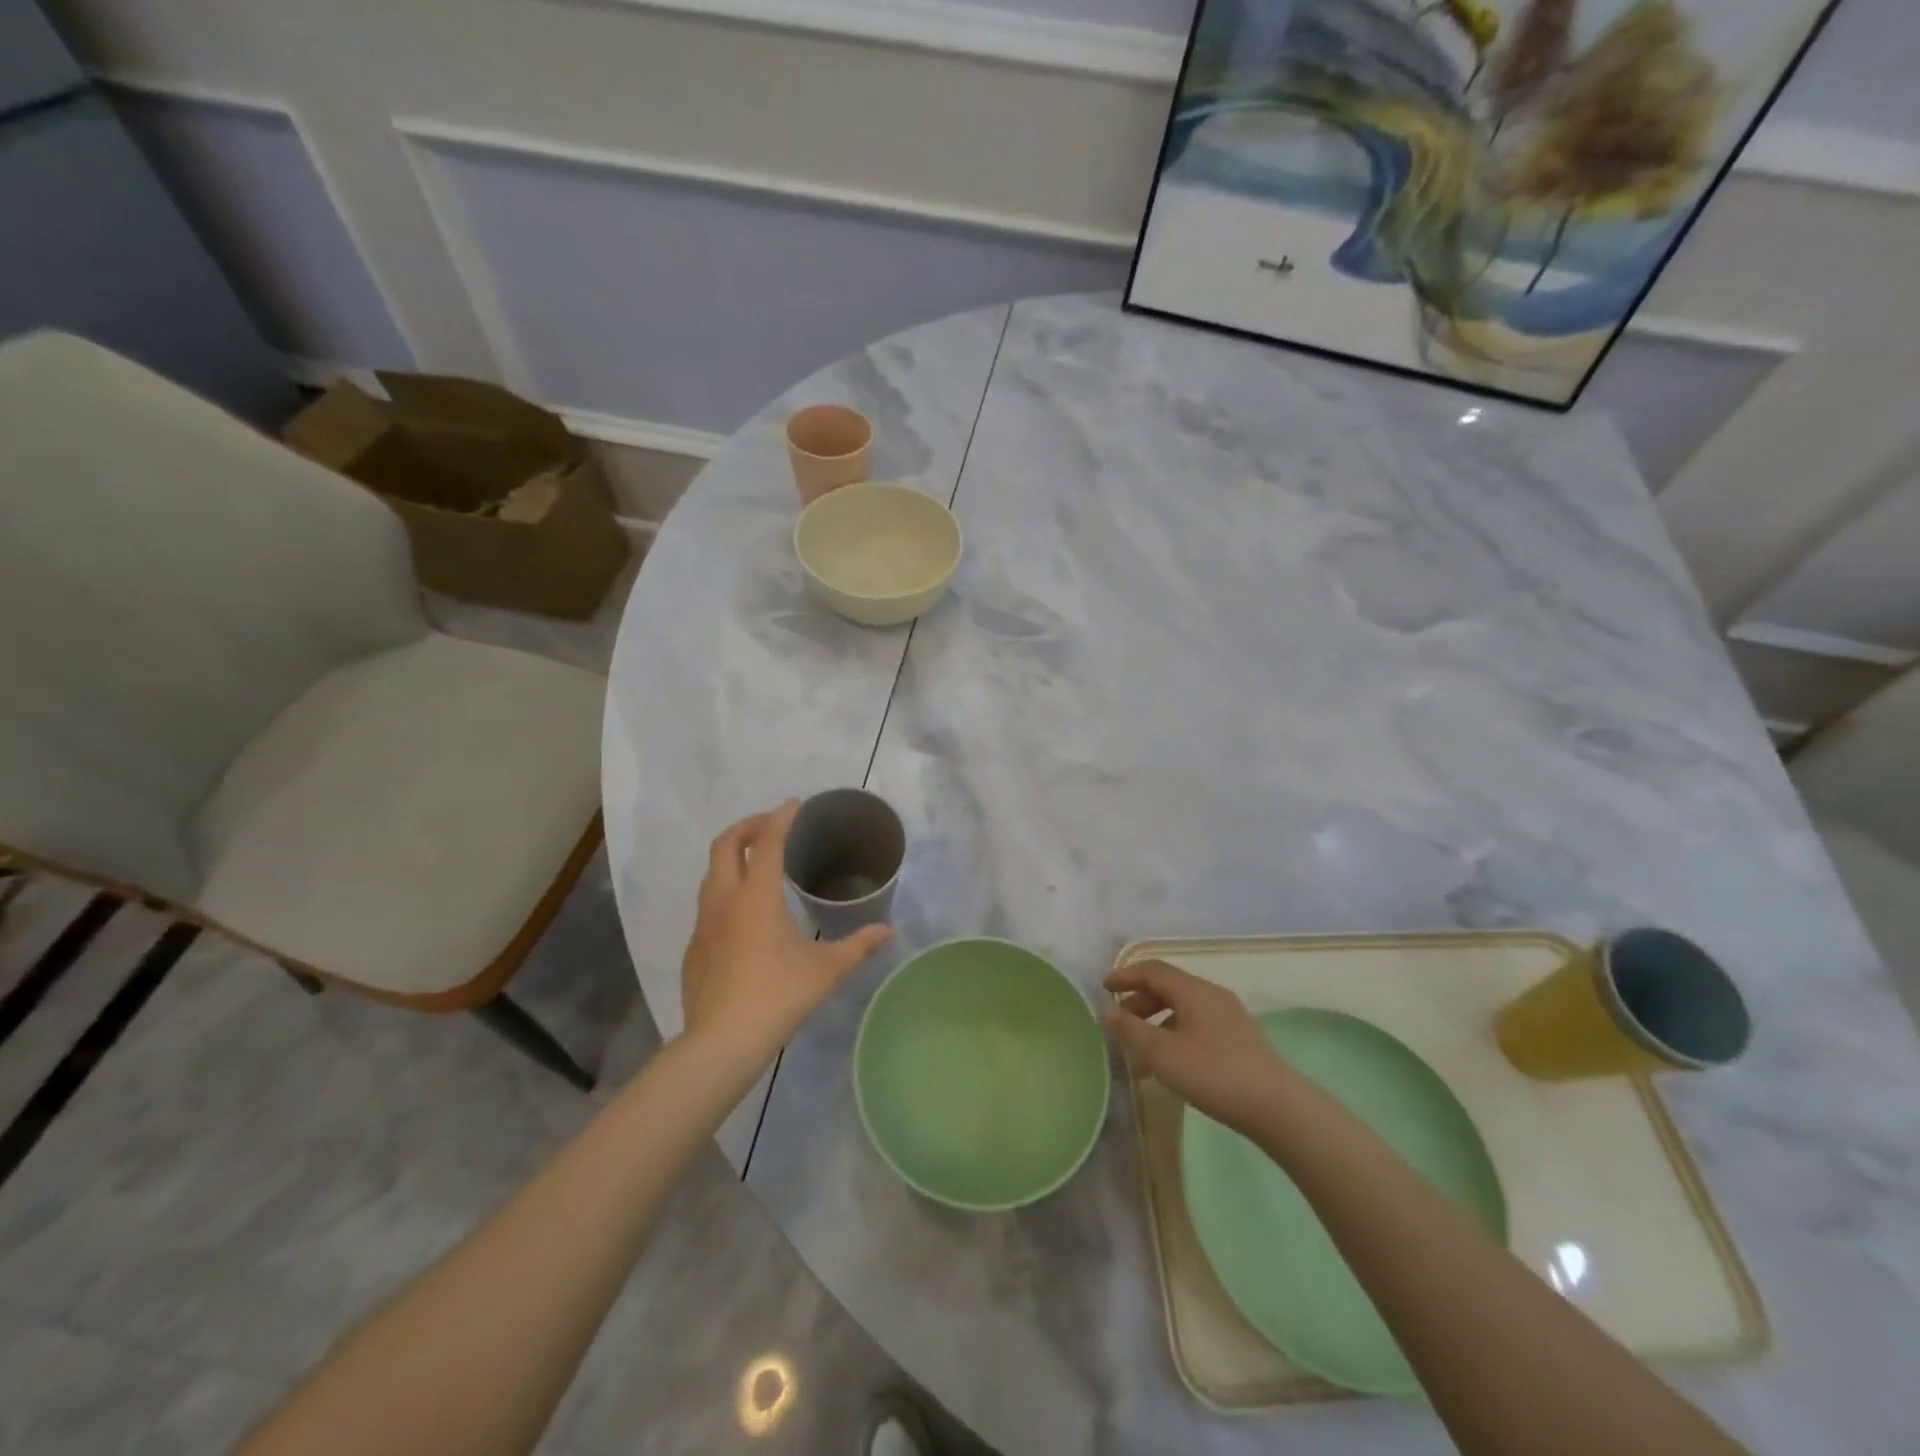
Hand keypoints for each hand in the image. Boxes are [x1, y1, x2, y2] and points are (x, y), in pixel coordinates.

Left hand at [681, 801, 892, 1058]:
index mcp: (757, 896)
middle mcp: (725, 900)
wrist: (722, 1041)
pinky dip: (724, 890)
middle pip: (725, 845)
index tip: (794, 804)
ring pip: (710, 873)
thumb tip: (888, 931)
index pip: (766, 841)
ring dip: (731, 856)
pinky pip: (707, 905)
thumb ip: (858, 946)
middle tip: (770, 824)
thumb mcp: (827, 969)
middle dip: (747, 826)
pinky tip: (742, 914)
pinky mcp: (695, 947)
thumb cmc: (779, 995)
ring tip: (755, 861)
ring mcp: (704, 924)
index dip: (781, 818)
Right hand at [1103, 959, 1296, 1134]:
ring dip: (1156, 1020)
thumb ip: (1131, 1030)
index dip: (1126, 975)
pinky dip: (1174, 1032)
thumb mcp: (1162, 1054)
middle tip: (1120, 1021)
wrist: (1276, 1106)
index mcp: (1192, 990)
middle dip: (1140, 1000)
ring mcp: (1228, 1015)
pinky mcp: (1238, 1037)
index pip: (1152, 970)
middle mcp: (1210, 994)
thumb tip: (1110, 1012)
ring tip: (1141, 1048)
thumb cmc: (1212, 1073)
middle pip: (1168, 986)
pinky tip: (1170, 1062)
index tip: (1104, 988)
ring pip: (1183, 1006)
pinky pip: (1196, 1022)